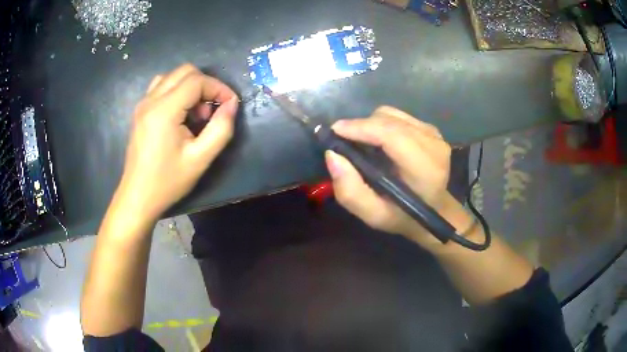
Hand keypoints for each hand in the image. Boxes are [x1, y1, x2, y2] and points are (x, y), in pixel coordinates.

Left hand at [116, 64, 238, 220]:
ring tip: (195, 113)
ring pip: (172, 76)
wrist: (137, 197)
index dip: (219, 87)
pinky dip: (176, 91)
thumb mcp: (200, 159)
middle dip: (205, 85)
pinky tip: (180, 113)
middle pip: (185, 71)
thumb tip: (232, 104)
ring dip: (190, 87)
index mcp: (164, 110)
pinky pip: (161, 87)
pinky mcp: (140, 111)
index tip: (230, 104)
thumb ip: (221, 129)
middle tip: (211, 111)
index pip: (197, 80)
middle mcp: (151, 100)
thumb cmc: (168, 181)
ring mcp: (143, 104)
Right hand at [325, 106, 471, 248]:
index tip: (335, 131)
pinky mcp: (430, 128)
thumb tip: (332, 155)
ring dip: (371, 125)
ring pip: (391, 115)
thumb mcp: (373, 215)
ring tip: (363, 144)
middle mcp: (434, 146)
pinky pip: (397, 116)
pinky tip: (380, 141)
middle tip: (343, 140)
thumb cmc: (402, 215)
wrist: (433, 209)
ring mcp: (434, 134)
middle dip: (361, 126)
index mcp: (425, 170)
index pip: (392, 135)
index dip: (361, 128)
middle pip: (389, 121)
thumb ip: (350, 191)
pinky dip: (381, 124)